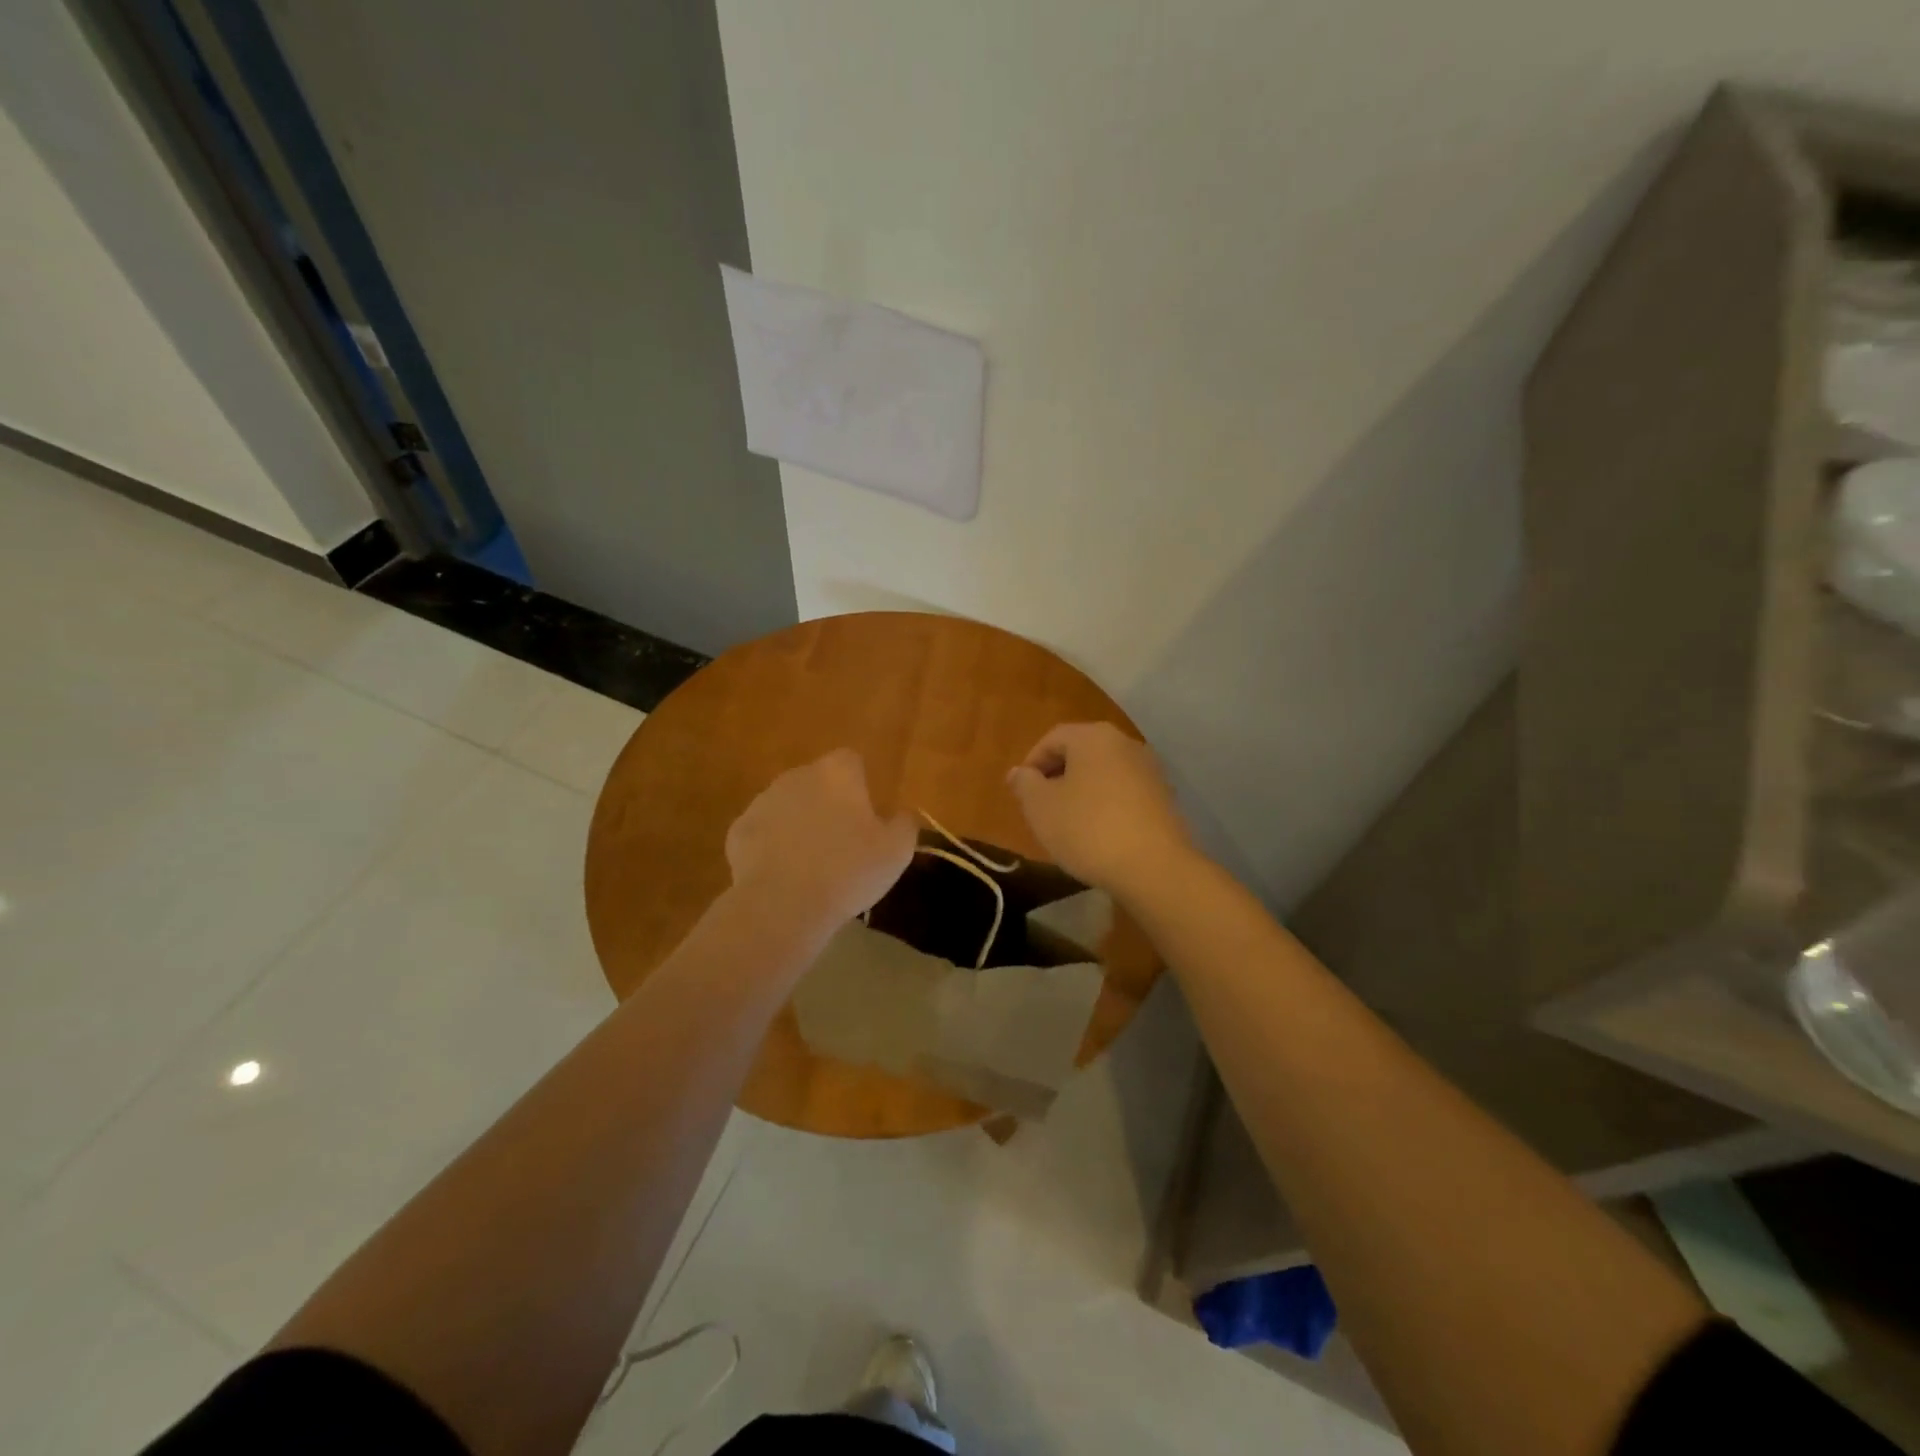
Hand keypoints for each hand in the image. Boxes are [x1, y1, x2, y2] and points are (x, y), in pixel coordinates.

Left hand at [725, 749, 917, 936]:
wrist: (783, 905)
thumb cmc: (849, 871)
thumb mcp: (896, 851)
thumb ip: (905, 824)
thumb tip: (905, 813)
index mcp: (837, 773)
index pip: (851, 761)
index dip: (859, 785)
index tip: (866, 815)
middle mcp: (797, 776)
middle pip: (817, 781)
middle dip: (827, 803)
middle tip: (841, 842)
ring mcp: (763, 801)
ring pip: (787, 805)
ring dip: (798, 823)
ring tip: (811, 863)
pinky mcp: (739, 830)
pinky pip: (762, 831)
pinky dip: (771, 846)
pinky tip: (783, 874)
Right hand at [1007, 722, 1196, 897]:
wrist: (1154, 867)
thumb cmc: (1087, 829)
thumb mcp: (1041, 807)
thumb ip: (1025, 784)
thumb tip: (1019, 772)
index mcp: (1093, 736)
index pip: (1052, 738)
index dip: (1031, 763)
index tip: (1021, 792)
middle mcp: (1125, 743)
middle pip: (1081, 752)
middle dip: (1057, 776)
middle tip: (1041, 806)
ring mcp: (1150, 770)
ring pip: (1104, 773)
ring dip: (1082, 791)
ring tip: (1068, 823)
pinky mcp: (1165, 798)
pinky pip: (1125, 793)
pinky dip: (1106, 805)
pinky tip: (1099, 834)